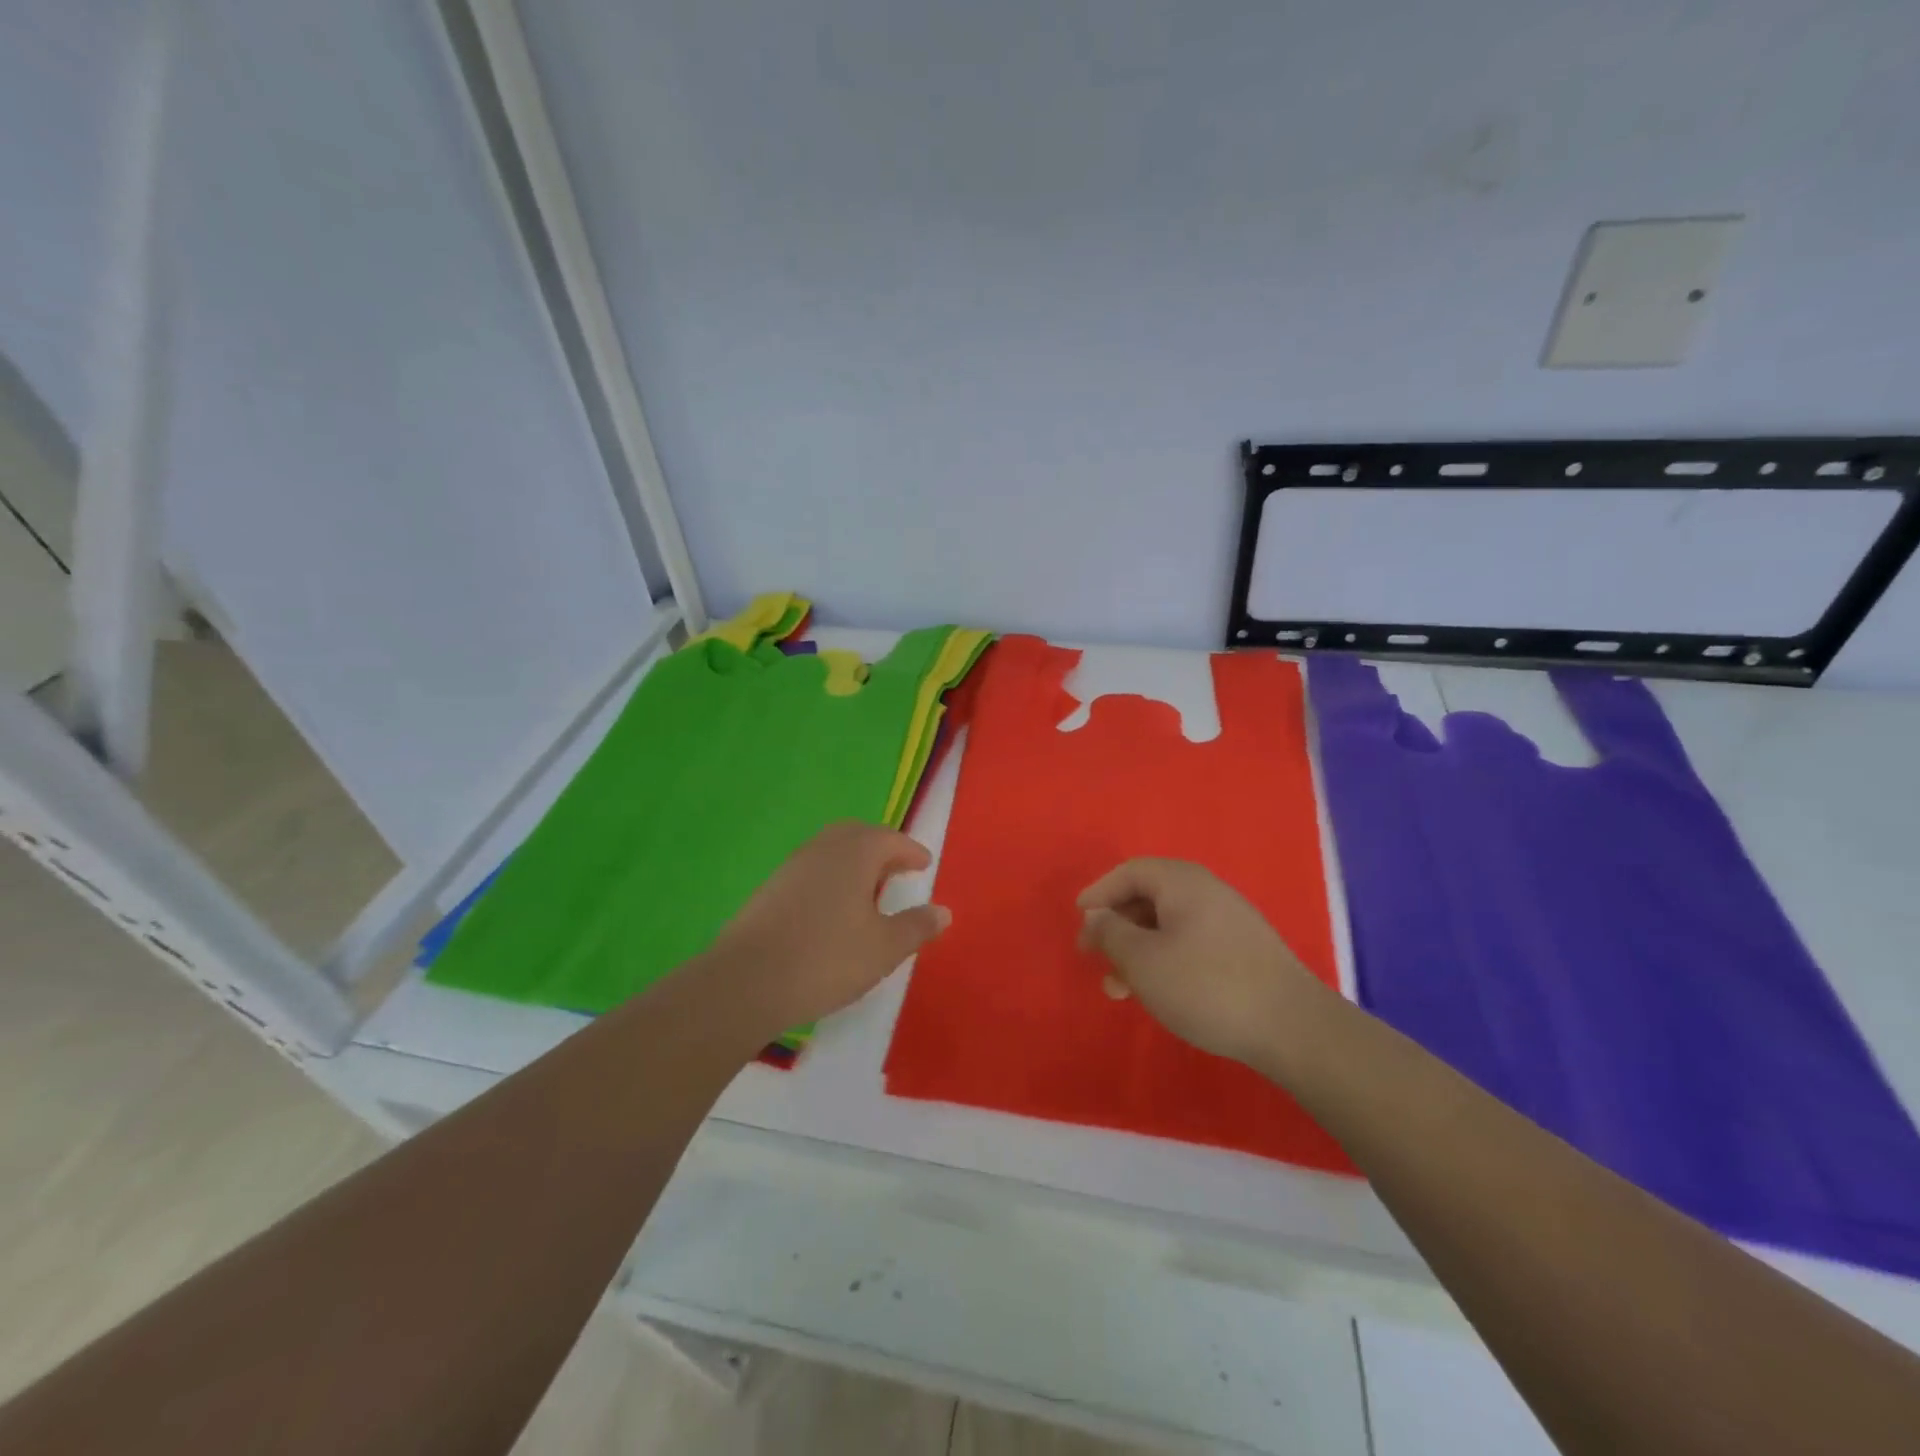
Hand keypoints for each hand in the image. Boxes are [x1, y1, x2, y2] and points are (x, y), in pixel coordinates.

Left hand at [711, 822, 950, 1033]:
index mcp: (855, 853)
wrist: (747, 981)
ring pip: (830, 850)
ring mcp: (791, 867)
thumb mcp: (884, 948)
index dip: (911, 851)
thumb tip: (943, 911)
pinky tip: (833, 910)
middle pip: (856, 835)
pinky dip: (830, 878)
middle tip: (896, 870)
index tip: (924, 864)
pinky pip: (811, 871)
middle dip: (880, 848)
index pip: (890, 839)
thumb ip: (916, 926)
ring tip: (868, 892)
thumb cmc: (827, 958)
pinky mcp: (770, 889)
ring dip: (853, 862)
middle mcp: (823, 849)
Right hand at [1077, 858, 1325, 1065]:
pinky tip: (1158, 991)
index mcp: (1182, 882)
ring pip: (1167, 925)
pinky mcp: (1243, 951)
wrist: (1293, 1027)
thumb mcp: (1144, 961)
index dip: (1099, 892)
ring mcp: (1229, 921)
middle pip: (1148, 897)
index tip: (1079, 919)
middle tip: (1094, 957)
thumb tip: (1096, 916)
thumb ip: (1111, 933)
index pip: (1130, 872)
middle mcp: (1207, 891)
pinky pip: (1188, 942)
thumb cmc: (1206, 986)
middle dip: (1116, 926)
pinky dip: (1163, 960)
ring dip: (1137, 950)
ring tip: (1120, 988)